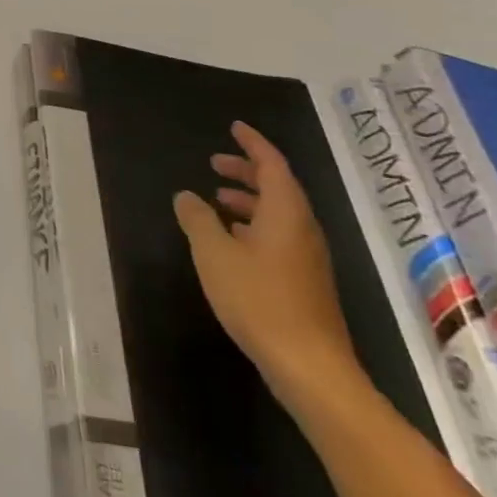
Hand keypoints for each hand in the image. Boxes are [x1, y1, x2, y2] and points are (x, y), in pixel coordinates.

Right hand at [173, 121, 360, 412]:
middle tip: (216, 163)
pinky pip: (279, 237)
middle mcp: (303, 229)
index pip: (272, 164)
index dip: (253, 144)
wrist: (309, 367)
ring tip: (217, 200)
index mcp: (286, 213)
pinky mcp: (305, 283)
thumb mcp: (214, 253)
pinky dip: (255, 226)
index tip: (234, 128)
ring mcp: (308, 258)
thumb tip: (187, 196)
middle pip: (278, 187)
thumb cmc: (258, 300)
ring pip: (279, 214)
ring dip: (249, 200)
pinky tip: (232, 242)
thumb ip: (197, 219)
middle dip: (247, 171)